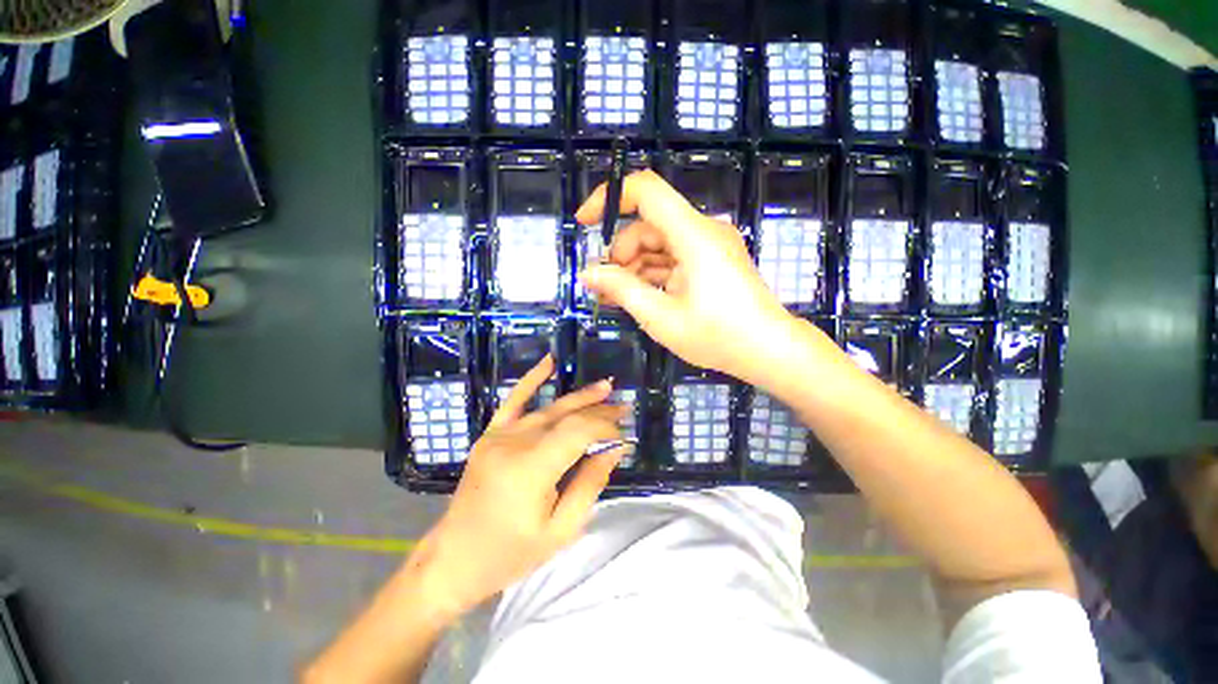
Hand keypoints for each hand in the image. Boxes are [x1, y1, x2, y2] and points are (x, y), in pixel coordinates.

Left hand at [406, 355, 630, 618]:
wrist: (454, 558)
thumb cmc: (510, 553)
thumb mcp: (560, 530)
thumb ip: (590, 483)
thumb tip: (614, 448)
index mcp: (530, 470)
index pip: (578, 432)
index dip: (605, 428)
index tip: (623, 435)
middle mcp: (514, 443)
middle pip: (567, 416)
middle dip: (599, 411)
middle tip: (625, 408)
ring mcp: (499, 435)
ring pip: (549, 408)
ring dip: (581, 397)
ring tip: (606, 387)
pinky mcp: (490, 434)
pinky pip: (514, 400)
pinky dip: (532, 378)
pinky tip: (550, 361)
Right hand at [577, 170, 803, 383]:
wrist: (769, 351)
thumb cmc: (716, 336)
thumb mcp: (660, 317)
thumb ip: (621, 290)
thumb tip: (588, 273)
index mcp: (694, 235)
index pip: (646, 191)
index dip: (610, 198)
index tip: (585, 223)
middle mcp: (703, 231)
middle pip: (649, 225)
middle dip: (621, 253)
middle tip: (603, 287)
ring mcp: (709, 246)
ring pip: (659, 243)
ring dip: (634, 267)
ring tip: (616, 297)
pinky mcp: (712, 261)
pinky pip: (674, 258)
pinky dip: (653, 273)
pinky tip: (639, 296)